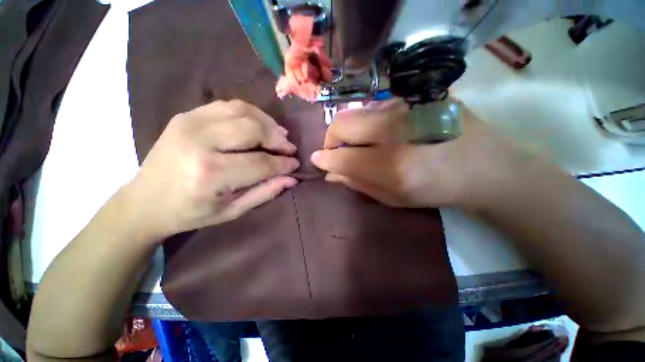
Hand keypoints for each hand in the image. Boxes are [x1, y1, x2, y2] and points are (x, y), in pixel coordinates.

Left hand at [126, 100, 299, 240]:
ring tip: (278, 136)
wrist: (145, 200)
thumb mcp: (232, 211)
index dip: (283, 163)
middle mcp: (200, 142)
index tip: (295, 164)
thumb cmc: (191, 212)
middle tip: (289, 149)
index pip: (261, 163)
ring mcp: (190, 123)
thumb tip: (291, 178)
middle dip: (278, 140)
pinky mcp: (187, 115)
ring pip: (244, 112)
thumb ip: (265, 192)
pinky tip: (259, 125)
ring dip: (267, 123)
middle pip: (254, 130)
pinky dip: (250, 113)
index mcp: (211, 174)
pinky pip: (229, 106)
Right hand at [311, 99, 530, 208]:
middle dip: (331, 139)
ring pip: (357, 113)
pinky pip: (376, 108)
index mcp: (391, 165)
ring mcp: (406, 107)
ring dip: (350, 130)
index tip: (318, 161)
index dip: (324, 159)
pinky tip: (381, 132)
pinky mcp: (416, 96)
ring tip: (361, 143)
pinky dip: (368, 122)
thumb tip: (331, 173)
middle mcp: (395, 130)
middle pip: (342, 124)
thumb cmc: (436, 189)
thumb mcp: (393, 197)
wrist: (484, 166)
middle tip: (337, 151)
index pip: (341, 156)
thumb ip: (358, 183)